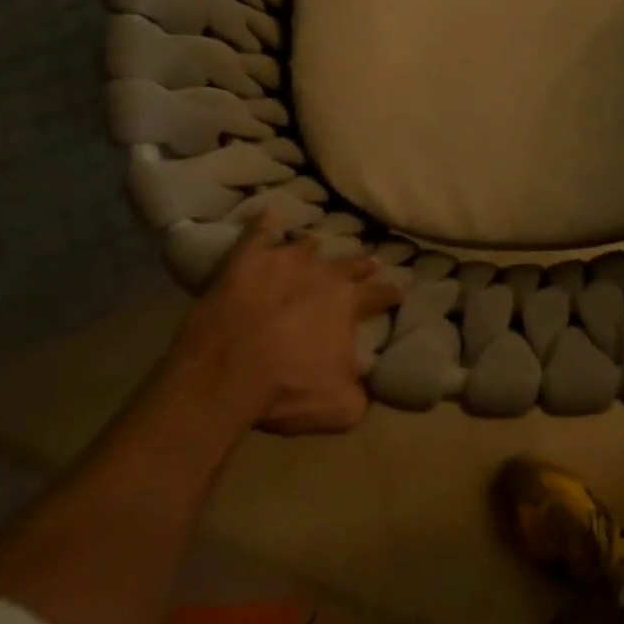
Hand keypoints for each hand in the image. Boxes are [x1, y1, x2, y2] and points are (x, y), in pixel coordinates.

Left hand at [170, 212, 397, 434]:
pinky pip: (259, 232)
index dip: (391, 293)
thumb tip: (369, 384)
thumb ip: (361, 392)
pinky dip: (266, 223)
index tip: (399, 290)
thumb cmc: (286, 389)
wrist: (224, 374)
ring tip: (317, 245)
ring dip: (314, 248)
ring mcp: (284, 261)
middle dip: (361, 265)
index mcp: (348, 304)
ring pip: (307, 245)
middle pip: (349, 264)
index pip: (380, 294)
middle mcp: (323, 274)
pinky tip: (270, 215)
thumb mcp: (339, 408)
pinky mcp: (247, 259)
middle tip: (368, 263)